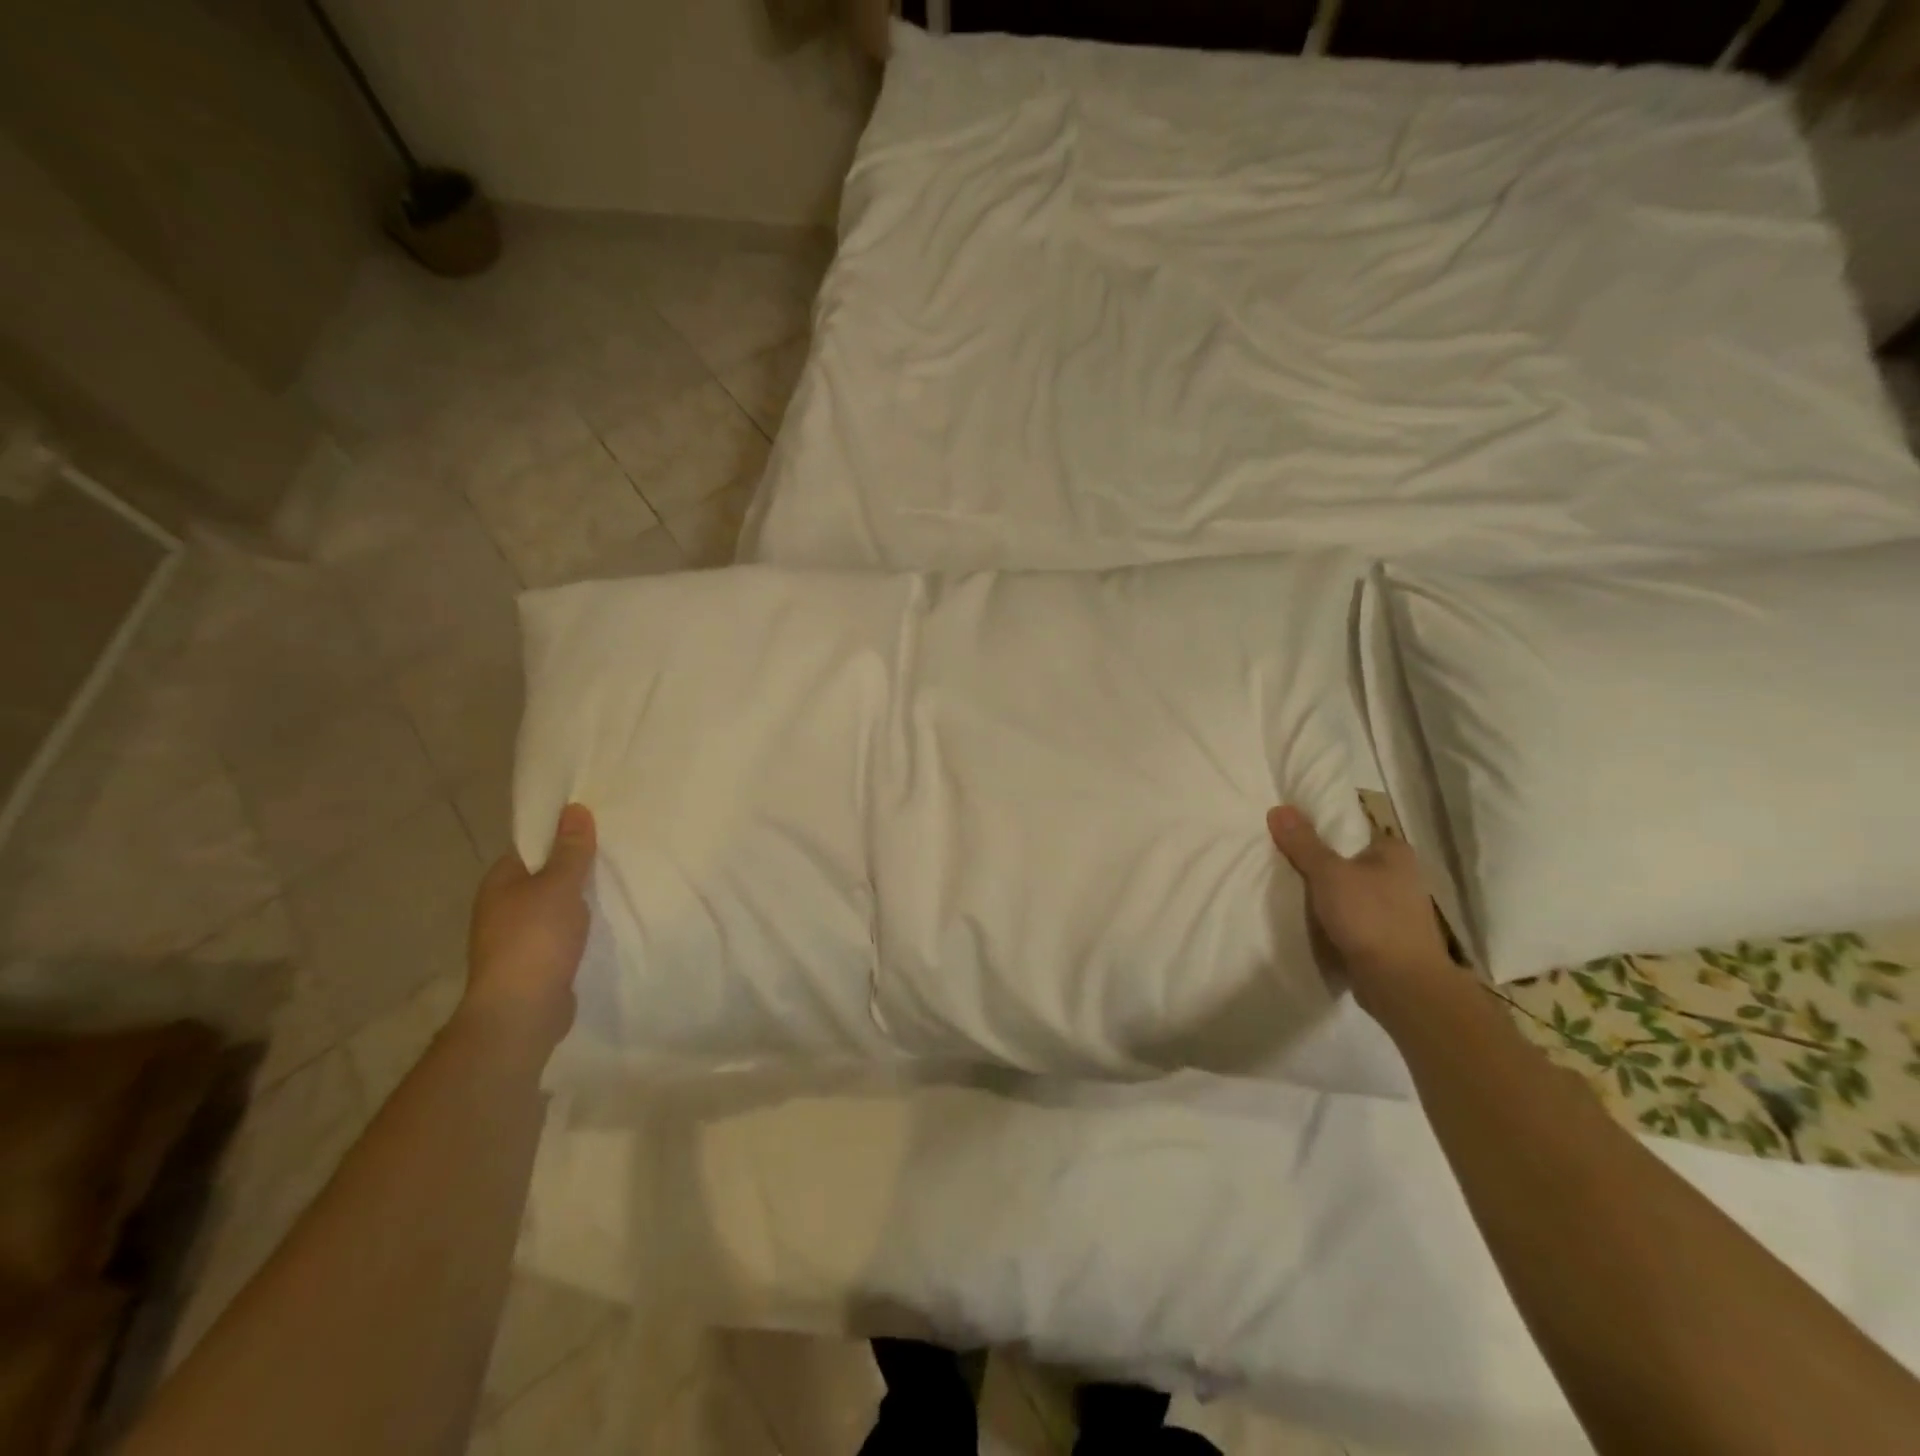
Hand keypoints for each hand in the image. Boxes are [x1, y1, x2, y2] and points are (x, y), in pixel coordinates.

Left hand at [464, 803, 596, 1056]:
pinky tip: (604, 924)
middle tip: (615, 854)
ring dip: (579, 901)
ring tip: (618, 886)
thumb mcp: (560, 886)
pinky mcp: (534, 963)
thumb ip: (571, 849)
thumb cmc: (536, 939)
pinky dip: (579, 928)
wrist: (521, 1012)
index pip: (532, 847)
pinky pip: (561, 934)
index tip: (597, 829)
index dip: (561, 836)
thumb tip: (574, 808)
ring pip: (554, 907)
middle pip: (545, 877)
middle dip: (575, 869)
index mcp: (500, 882)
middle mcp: (502, 907)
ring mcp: (516, 938)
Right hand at [1267, 805, 1451, 1010]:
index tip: (1289, 835)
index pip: (1352, 829)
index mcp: (1395, 852)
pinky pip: (1352, 918)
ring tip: (1290, 891)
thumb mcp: (1328, 873)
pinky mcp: (1387, 938)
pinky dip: (1334, 919)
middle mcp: (1401, 876)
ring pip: (1350, 892)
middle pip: (1348, 861)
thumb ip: (1303, 843)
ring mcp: (1396, 909)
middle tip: (1282, 862)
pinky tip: (1310, 921)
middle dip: (1320, 864)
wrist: (1401, 984)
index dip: (1320, 830)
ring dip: (1327, 895)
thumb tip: (1278, 808)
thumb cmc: (1370, 917)